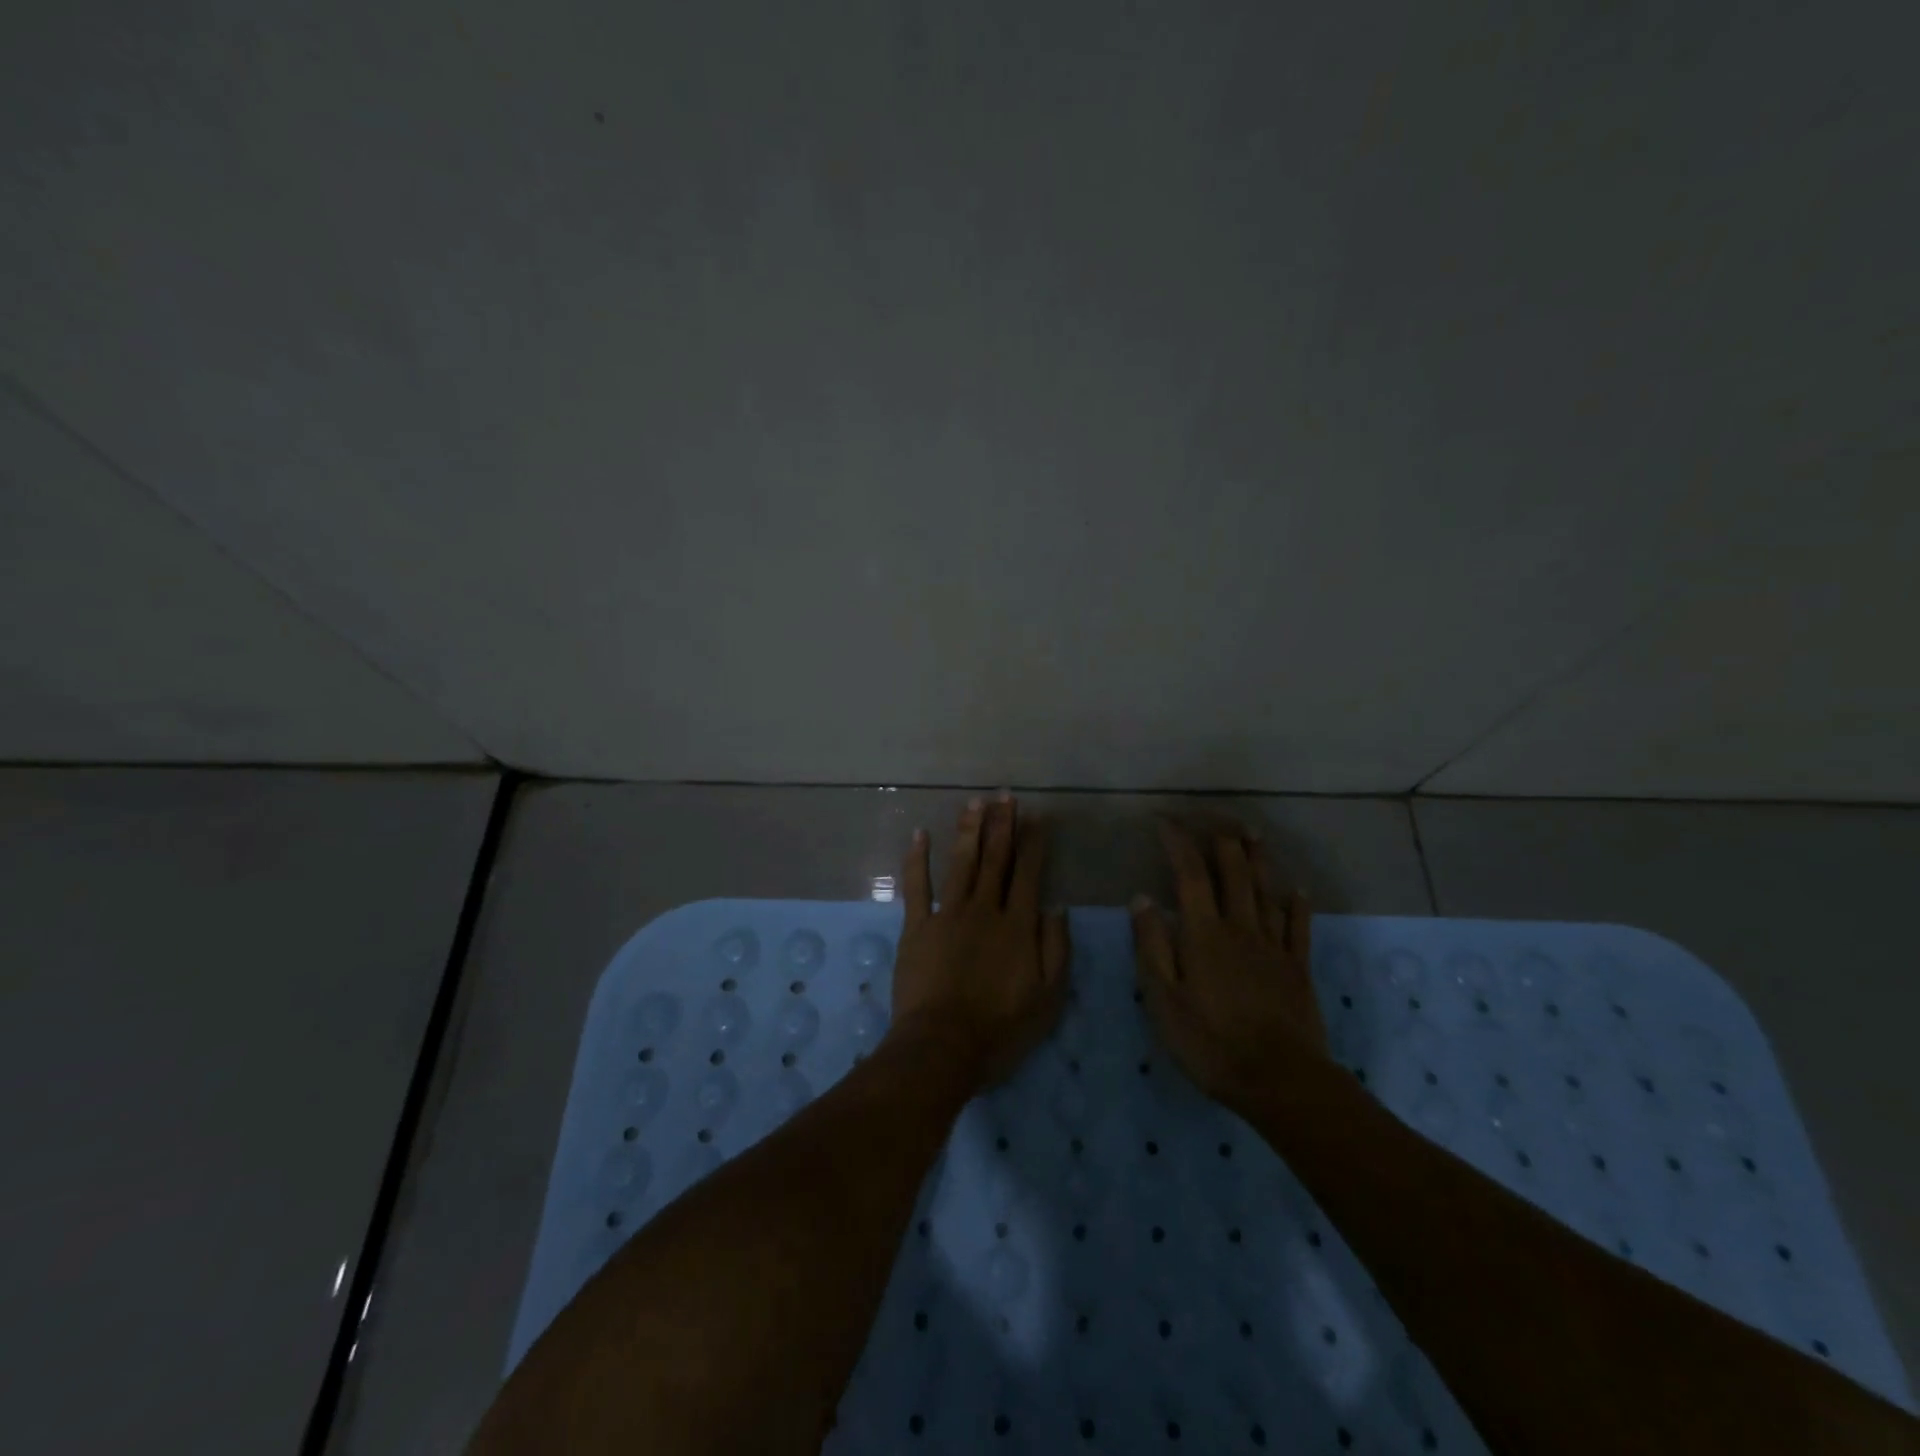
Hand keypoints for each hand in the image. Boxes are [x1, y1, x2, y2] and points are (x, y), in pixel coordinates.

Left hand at [890, 796, 1069, 1085]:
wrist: (942, 1046)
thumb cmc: (1001, 1029)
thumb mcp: (1048, 999)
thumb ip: (1056, 950)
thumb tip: (1056, 908)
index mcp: (1018, 926)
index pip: (1028, 873)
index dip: (1033, 843)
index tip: (1037, 817)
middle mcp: (984, 910)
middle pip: (995, 859)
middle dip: (1002, 825)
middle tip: (1005, 795)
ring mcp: (948, 915)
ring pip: (961, 863)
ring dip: (968, 830)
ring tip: (974, 802)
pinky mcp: (917, 927)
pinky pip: (917, 886)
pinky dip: (917, 859)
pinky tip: (919, 834)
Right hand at [1131, 820, 1327, 1112]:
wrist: (1279, 1080)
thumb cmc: (1210, 1042)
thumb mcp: (1163, 999)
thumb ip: (1152, 945)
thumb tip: (1142, 897)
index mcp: (1204, 933)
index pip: (1190, 874)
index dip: (1178, 843)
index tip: (1165, 821)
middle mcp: (1240, 927)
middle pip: (1234, 871)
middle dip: (1221, 839)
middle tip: (1212, 818)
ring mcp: (1274, 945)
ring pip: (1266, 889)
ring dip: (1258, 858)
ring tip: (1251, 833)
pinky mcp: (1297, 967)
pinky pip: (1299, 925)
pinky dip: (1296, 902)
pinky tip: (1296, 889)